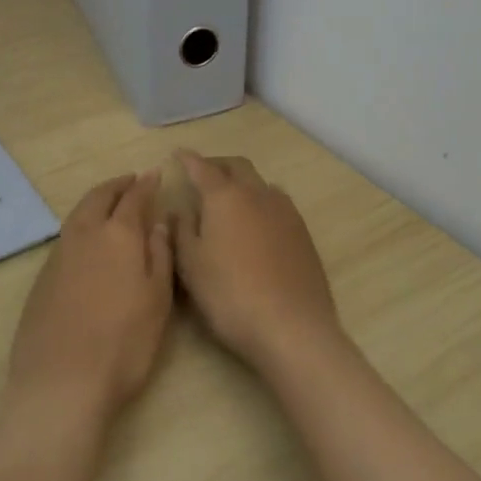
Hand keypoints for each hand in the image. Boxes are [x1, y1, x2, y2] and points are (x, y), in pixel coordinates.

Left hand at [6, 172, 173, 429]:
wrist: (61, 382)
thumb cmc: (123, 343)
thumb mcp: (157, 300)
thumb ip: (159, 254)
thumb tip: (159, 221)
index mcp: (118, 235)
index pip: (133, 198)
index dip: (145, 185)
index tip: (154, 174)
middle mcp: (84, 235)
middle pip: (99, 197)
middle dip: (117, 185)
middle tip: (131, 181)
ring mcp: (58, 255)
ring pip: (78, 214)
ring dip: (96, 202)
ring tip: (110, 204)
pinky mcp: (42, 278)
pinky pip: (66, 236)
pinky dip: (81, 225)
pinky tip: (88, 241)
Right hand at [169, 151, 342, 372]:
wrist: (292, 327)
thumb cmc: (230, 295)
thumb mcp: (191, 265)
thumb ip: (182, 231)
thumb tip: (180, 210)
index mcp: (225, 197)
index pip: (203, 168)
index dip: (188, 160)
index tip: (178, 154)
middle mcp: (258, 194)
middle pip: (237, 166)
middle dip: (218, 164)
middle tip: (202, 173)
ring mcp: (285, 212)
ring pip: (261, 183)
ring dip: (243, 182)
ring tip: (230, 198)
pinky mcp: (303, 233)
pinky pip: (277, 204)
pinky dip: (260, 202)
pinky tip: (255, 224)